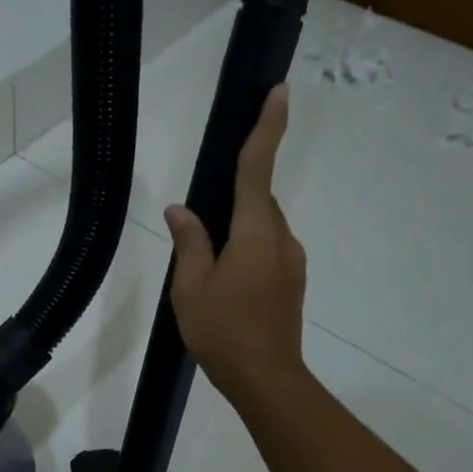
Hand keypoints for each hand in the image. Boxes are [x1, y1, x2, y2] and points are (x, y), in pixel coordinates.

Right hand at [165, 85, 308, 408]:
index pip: (258, 169)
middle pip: (257, 202)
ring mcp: (291, 262)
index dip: (267, 128)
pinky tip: (225, 283)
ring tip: (207, 267)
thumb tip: (180, 210)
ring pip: (261, 228)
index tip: (278, 92)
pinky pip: (267, 251)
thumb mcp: (191, 287)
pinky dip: (246, 251)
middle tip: (201, 224)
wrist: (266, 379)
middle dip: (234, 199)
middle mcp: (280, 239)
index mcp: (255, 233)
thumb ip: (189, 242)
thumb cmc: (224, 331)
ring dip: (237, 231)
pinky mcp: (292, 282)